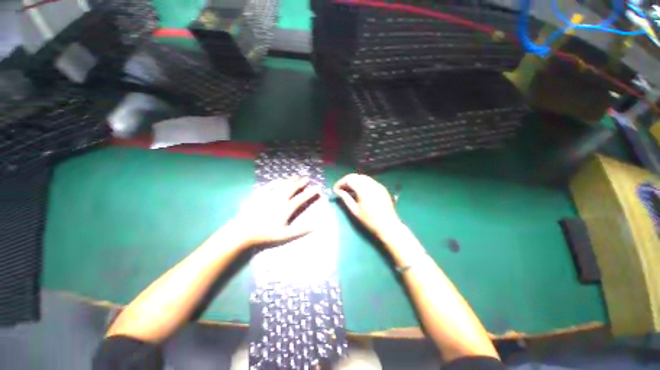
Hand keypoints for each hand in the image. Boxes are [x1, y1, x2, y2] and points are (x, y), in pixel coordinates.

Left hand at [232, 177, 320, 247]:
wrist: (243, 230)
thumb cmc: (265, 234)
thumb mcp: (284, 235)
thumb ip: (300, 231)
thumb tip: (314, 227)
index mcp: (287, 208)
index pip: (302, 198)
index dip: (311, 193)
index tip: (318, 188)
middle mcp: (280, 199)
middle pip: (293, 188)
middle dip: (301, 183)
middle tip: (307, 178)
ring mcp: (270, 195)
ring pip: (283, 184)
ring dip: (290, 180)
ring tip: (296, 176)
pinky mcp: (260, 194)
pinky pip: (270, 185)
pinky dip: (276, 181)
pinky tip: (279, 179)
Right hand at [333, 174, 401, 237]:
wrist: (389, 226)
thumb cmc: (370, 220)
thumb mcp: (355, 210)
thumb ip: (345, 198)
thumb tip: (337, 191)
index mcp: (364, 189)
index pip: (349, 179)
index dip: (340, 183)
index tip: (335, 190)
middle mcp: (371, 183)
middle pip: (356, 176)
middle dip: (346, 181)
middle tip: (341, 190)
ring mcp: (378, 185)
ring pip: (362, 178)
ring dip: (354, 182)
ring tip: (348, 191)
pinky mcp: (382, 188)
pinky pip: (369, 181)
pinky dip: (362, 184)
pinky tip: (359, 192)